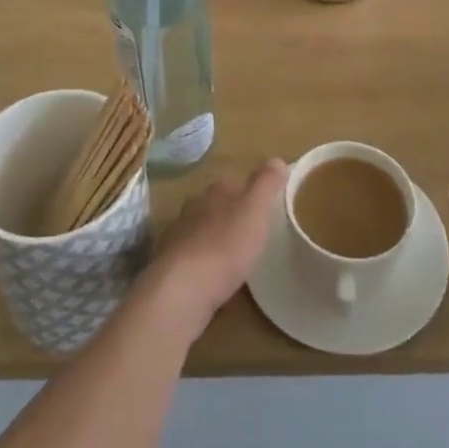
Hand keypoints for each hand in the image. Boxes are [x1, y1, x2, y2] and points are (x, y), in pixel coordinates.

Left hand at [150, 161, 288, 330]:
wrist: (184, 288)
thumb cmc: (226, 243)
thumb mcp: (255, 209)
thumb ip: (266, 183)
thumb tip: (277, 159)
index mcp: (214, 191)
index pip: (232, 183)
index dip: (248, 193)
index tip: (262, 208)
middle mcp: (193, 208)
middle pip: (215, 206)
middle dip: (230, 218)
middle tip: (250, 235)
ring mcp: (178, 236)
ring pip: (202, 232)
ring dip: (216, 242)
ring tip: (235, 260)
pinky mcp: (170, 266)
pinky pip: (193, 260)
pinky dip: (204, 266)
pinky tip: (215, 281)